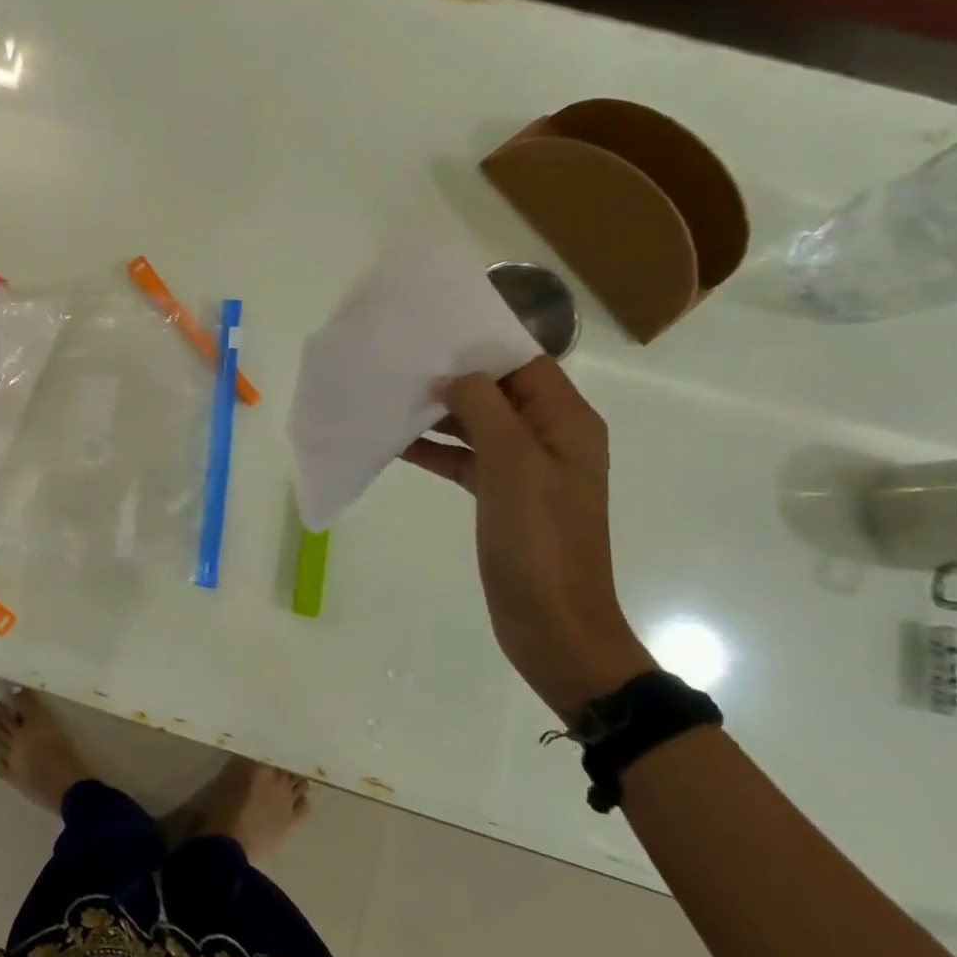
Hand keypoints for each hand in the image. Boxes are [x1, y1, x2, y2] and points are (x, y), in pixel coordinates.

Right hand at [402, 358, 651, 719]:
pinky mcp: (500, 496)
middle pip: (498, 391)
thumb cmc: (539, 542)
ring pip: (477, 424)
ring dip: (438, 412)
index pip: (525, 363)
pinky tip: (395, 443)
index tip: (432, 332)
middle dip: (452, 377)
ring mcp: (524, 469)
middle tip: (400, 362)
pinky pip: (464, 459)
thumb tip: (451, 377)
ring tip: (390, 396)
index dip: (482, 345)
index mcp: (566, 422)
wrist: (553, 624)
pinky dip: (434, 450)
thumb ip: (484, 409)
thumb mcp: (514, 465)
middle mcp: (548, 438)